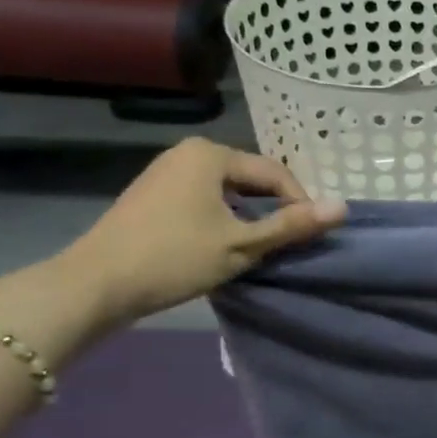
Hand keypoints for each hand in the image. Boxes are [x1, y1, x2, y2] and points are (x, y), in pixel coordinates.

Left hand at [55, 138, 345, 327]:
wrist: (94, 285)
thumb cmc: (174, 258)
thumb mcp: (241, 244)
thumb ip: (292, 225)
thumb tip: (343, 207)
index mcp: (212, 154)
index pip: (274, 173)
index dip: (299, 204)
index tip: (309, 236)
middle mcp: (189, 152)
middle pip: (250, 179)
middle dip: (272, 210)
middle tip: (285, 244)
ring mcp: (166, 171)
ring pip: (227, 191)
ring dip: (247, 216)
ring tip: (258, 248)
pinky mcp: (151, 194)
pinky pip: (203, 198)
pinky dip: (221, 218)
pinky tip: (221, 245)